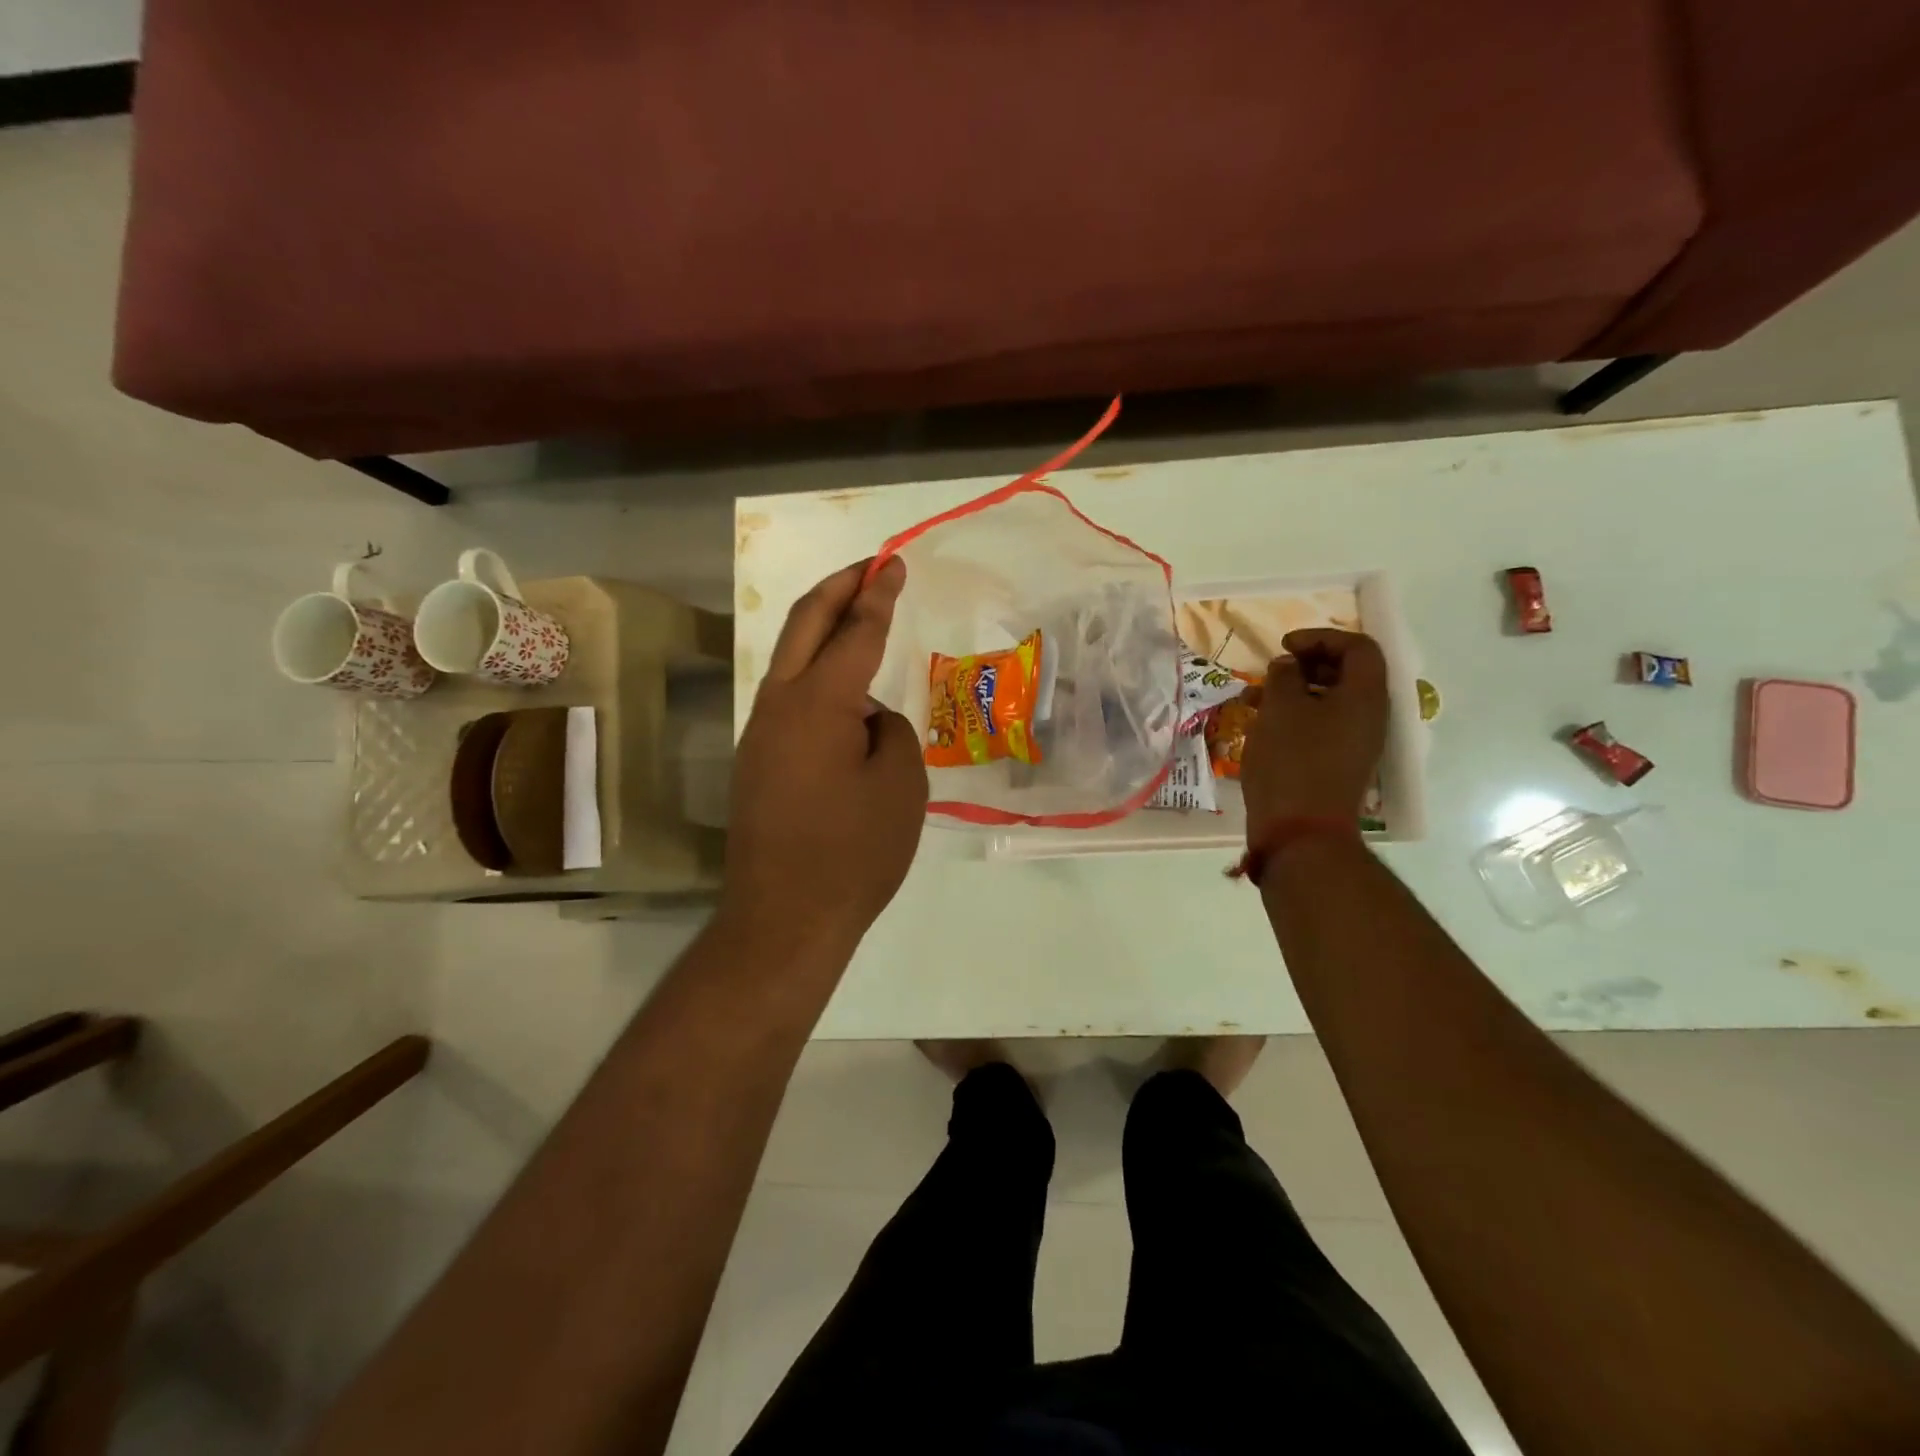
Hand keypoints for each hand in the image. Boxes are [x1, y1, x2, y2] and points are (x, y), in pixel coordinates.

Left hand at [722, 557, 926, 951]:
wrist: (785, 919)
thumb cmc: (854, 853)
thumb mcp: (901, 786)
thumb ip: (892, 732)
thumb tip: (868, 719)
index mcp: (818, 703)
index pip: (854, 631)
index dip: (878, 594)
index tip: (893, 562)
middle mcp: (779, 706)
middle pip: (805, 625)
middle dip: (838, 587)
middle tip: (869, 565)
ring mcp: (760, 734)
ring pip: (791, 660)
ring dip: (822, 629)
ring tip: (859, 618)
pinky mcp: (756, 762)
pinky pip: (789, 698)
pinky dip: (816, 674)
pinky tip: (844, 693)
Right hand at [1239, 628, 1388, 834]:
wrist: (1301, 831)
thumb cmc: (1292, 760)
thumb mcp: (1280, 708)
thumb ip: (1284, 675)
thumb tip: (1289, 666)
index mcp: (1365, 695)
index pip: (1358, 647)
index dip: (1321, 637)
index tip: (1284, 647)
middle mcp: (1370, 716)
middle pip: (1347, 673)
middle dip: (1307, 664)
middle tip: (1273, 670)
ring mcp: (1356, 743)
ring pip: (1330, 701)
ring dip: (1295, 691)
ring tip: (1256, 698)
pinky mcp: (1338, 764)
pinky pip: (1321, 726)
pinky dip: (1295, 717)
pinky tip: (1263, 726)